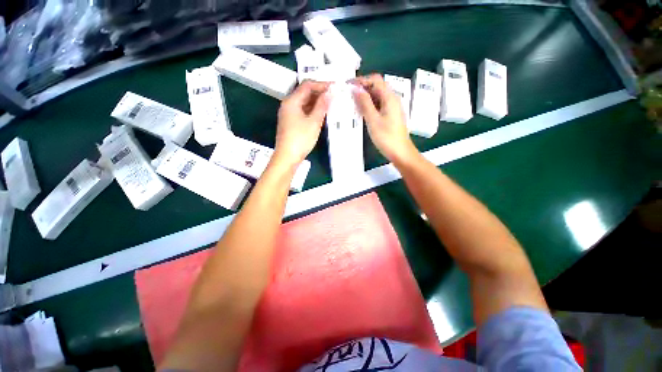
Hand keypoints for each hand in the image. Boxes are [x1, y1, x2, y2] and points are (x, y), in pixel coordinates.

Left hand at [274, 81, 329, 165]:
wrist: (287, 157)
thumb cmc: (300, 139)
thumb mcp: (314, 122)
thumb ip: (322, 106)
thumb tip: (330, 92)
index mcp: (292, 101)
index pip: (307, 85)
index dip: (321, 84)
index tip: (335, 87)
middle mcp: (288, 105)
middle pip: (305, 93)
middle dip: (319, 93)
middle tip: (334, 96)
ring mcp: (288, 114)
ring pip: (304, 103)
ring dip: (317, 102)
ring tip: (330, 104)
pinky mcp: (290, 123)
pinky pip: (303, 111)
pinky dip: (312, 110)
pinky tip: (321, 114)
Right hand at [352, 74, 418, 164]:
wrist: (400, 152)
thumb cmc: (386, 137)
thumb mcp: (373, 120)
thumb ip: (365, 103)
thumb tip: (356, 89)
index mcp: (389, 97)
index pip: (375, 80)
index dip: (361, 80)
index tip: (348, 86)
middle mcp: (392, 99)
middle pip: (377, 86)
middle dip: (362, 88)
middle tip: (348, 95)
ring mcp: (392, 107)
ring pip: (377, 96)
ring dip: (365, 97)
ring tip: (352, 103)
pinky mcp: (391, 115)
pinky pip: (379, 105)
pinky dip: (370, 105)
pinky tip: (361, 112)